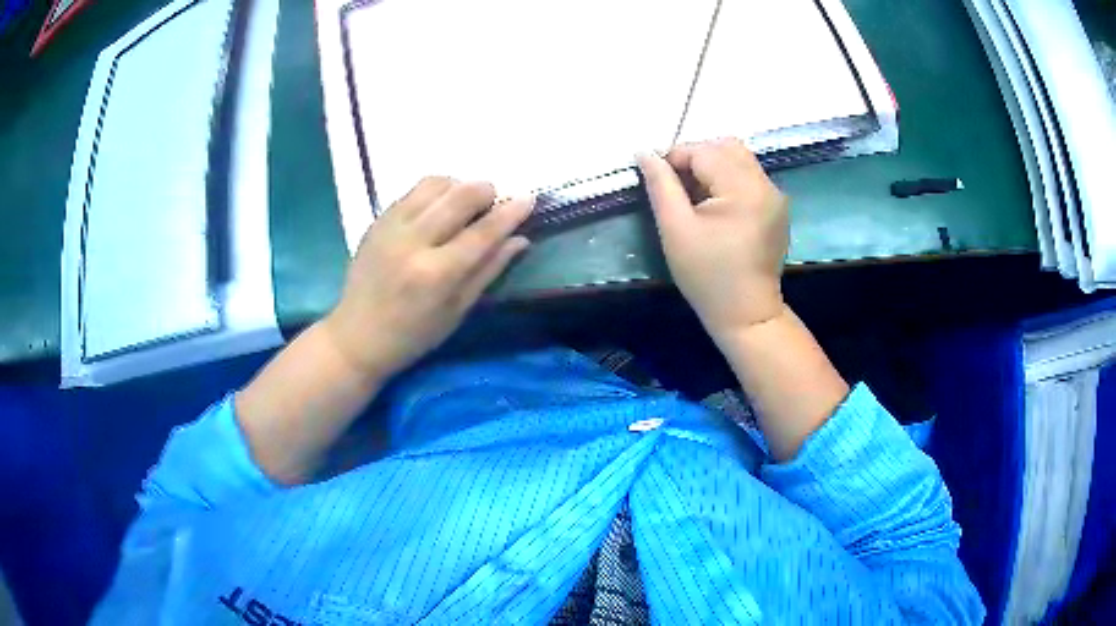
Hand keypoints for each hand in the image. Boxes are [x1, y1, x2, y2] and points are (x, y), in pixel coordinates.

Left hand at [322, 177, 532, 379]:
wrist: (357, 336)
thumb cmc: (413, 335)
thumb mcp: (457, 311)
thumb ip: (489, 270)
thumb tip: (520, 239)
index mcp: (436, 274)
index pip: (482, 232)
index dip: (510, 213)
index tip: (529, 199)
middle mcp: (413, 242)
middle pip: (459, 195)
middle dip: (486, 191)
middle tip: (493, 202)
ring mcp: (391, 227)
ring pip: (435, 184)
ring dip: (458, 187)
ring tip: (463, 205)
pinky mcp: (377, 221)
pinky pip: (412, 191)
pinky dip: (434, 193)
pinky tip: (438, 210)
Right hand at [637, 138, 788, 339]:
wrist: (747, 314)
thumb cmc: (707, 277)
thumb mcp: (675, 230)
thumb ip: (660, 185)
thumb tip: (644, 152)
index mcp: (743, 189)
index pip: (704, 151)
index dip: (675, 157)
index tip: (658, 179)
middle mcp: (765, 185)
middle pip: (726, 147)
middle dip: (695, 156)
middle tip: (677, 185)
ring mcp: (775, 195)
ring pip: (739, 158)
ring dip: (712, 166)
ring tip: (695, 195)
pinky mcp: (776, 206)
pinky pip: (749, 175)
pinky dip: (727, 178)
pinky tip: (715, 205)